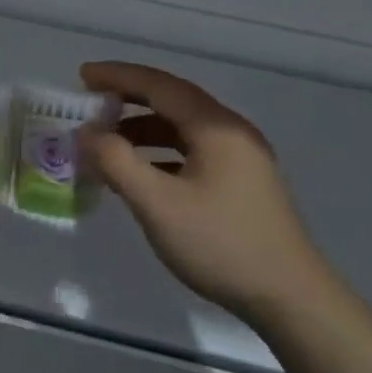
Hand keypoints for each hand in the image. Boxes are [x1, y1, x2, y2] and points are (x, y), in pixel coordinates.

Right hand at [80, 61, 325, 321]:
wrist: (289, 297)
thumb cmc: (220, 244)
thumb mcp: (158, 205)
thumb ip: (117, 163)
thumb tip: (87, 133)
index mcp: (215, 127)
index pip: (159, 85)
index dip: (118, 77)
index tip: (82, 75)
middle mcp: (231, 131)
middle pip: (173, 100)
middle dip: (129, 98)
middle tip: (89, 102)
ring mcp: (240, 157)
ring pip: (183, 128)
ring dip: (143, 128)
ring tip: (107, 141)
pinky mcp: (241, 182)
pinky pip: (192, 151)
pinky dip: (161, 152)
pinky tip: (140, 172)